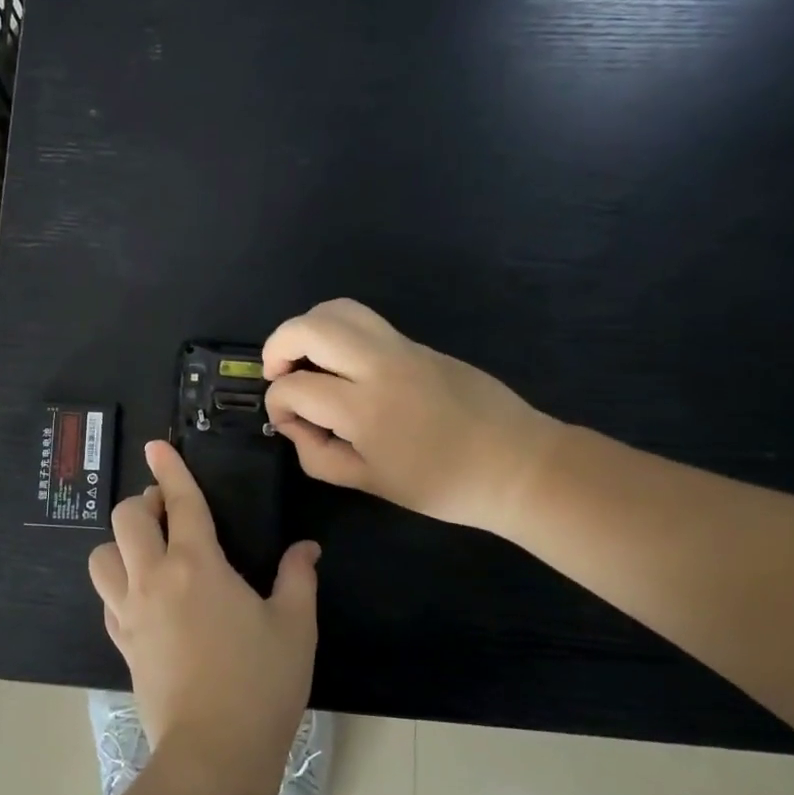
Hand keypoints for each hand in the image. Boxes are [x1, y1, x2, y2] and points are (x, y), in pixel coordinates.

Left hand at [89, 441, 318, 794]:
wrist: (212, 753)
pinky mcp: (121, 641)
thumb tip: (305, 548)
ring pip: (102, 556)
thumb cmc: (260, 684)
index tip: (156, 446)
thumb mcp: (294, 626)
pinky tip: (143, 596)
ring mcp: (130, 611)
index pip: (180, 502)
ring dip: (121, 544)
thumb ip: (298, 578)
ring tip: (149, 552)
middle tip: (168, 512)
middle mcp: (154, 578)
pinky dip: (119, 584)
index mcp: (197, 564)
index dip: (170, 469)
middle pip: (126, 519)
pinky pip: (107, 597)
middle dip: (143, 503)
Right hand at [262, 298, 559, 536]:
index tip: (289, 424)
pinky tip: (344, 368)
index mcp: (364, 408)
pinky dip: (339, 334)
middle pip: (310, 327)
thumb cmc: (442, 485)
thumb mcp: (370, 483)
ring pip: (338, 309)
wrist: (517, 464)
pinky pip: (366, 323)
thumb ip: (319, 455)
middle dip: (278, 345)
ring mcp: (402, 347)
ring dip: (309, 328)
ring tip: (306, 359)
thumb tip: (296, 426)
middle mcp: (378, 365)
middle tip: (276, 372)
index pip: (295, 387)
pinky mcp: (418, 343)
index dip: (278, 405)